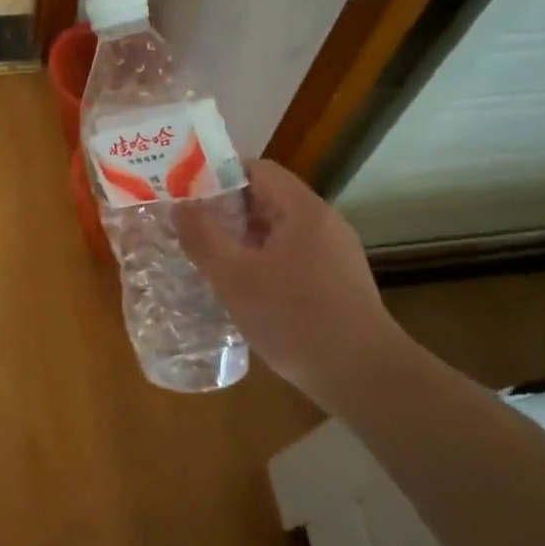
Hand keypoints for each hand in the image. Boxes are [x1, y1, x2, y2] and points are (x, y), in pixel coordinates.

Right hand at [177, 160, 410, 400]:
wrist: (364, 377)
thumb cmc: (295, 320)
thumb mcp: (235, 279)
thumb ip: (203, 238)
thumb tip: (180, 206)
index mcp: (303, 210)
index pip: (257, 169)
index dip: (218, 174)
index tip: (186, 193)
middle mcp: (323, 222)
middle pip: (268, 198)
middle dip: (225, 209)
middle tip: (188, 226)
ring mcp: (334, 253)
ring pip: (279, 230)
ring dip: (242, 238)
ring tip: (207, 256)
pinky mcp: (337, 281)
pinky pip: (292, 255)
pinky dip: (263, 260)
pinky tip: (243, 288)